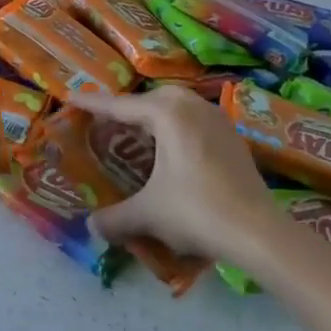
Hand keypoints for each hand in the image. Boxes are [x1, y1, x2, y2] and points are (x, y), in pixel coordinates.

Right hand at [77, 86, 277, 259]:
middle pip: (151, 100)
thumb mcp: (148, 214)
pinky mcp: (233, 139)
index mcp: (168, 114)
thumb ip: (115, 218)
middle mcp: (193, 107)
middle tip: (105, 123)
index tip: (71, 97)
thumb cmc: (197, 211)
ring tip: (137, 136)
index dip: (93, 104)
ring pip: (177, 109)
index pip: (121, 105)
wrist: (259, 233)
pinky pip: (195, 123)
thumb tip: (91, 226)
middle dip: (127, 109)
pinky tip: (171, 154)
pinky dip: (176, 131)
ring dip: (155, 119)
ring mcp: (218, 121)